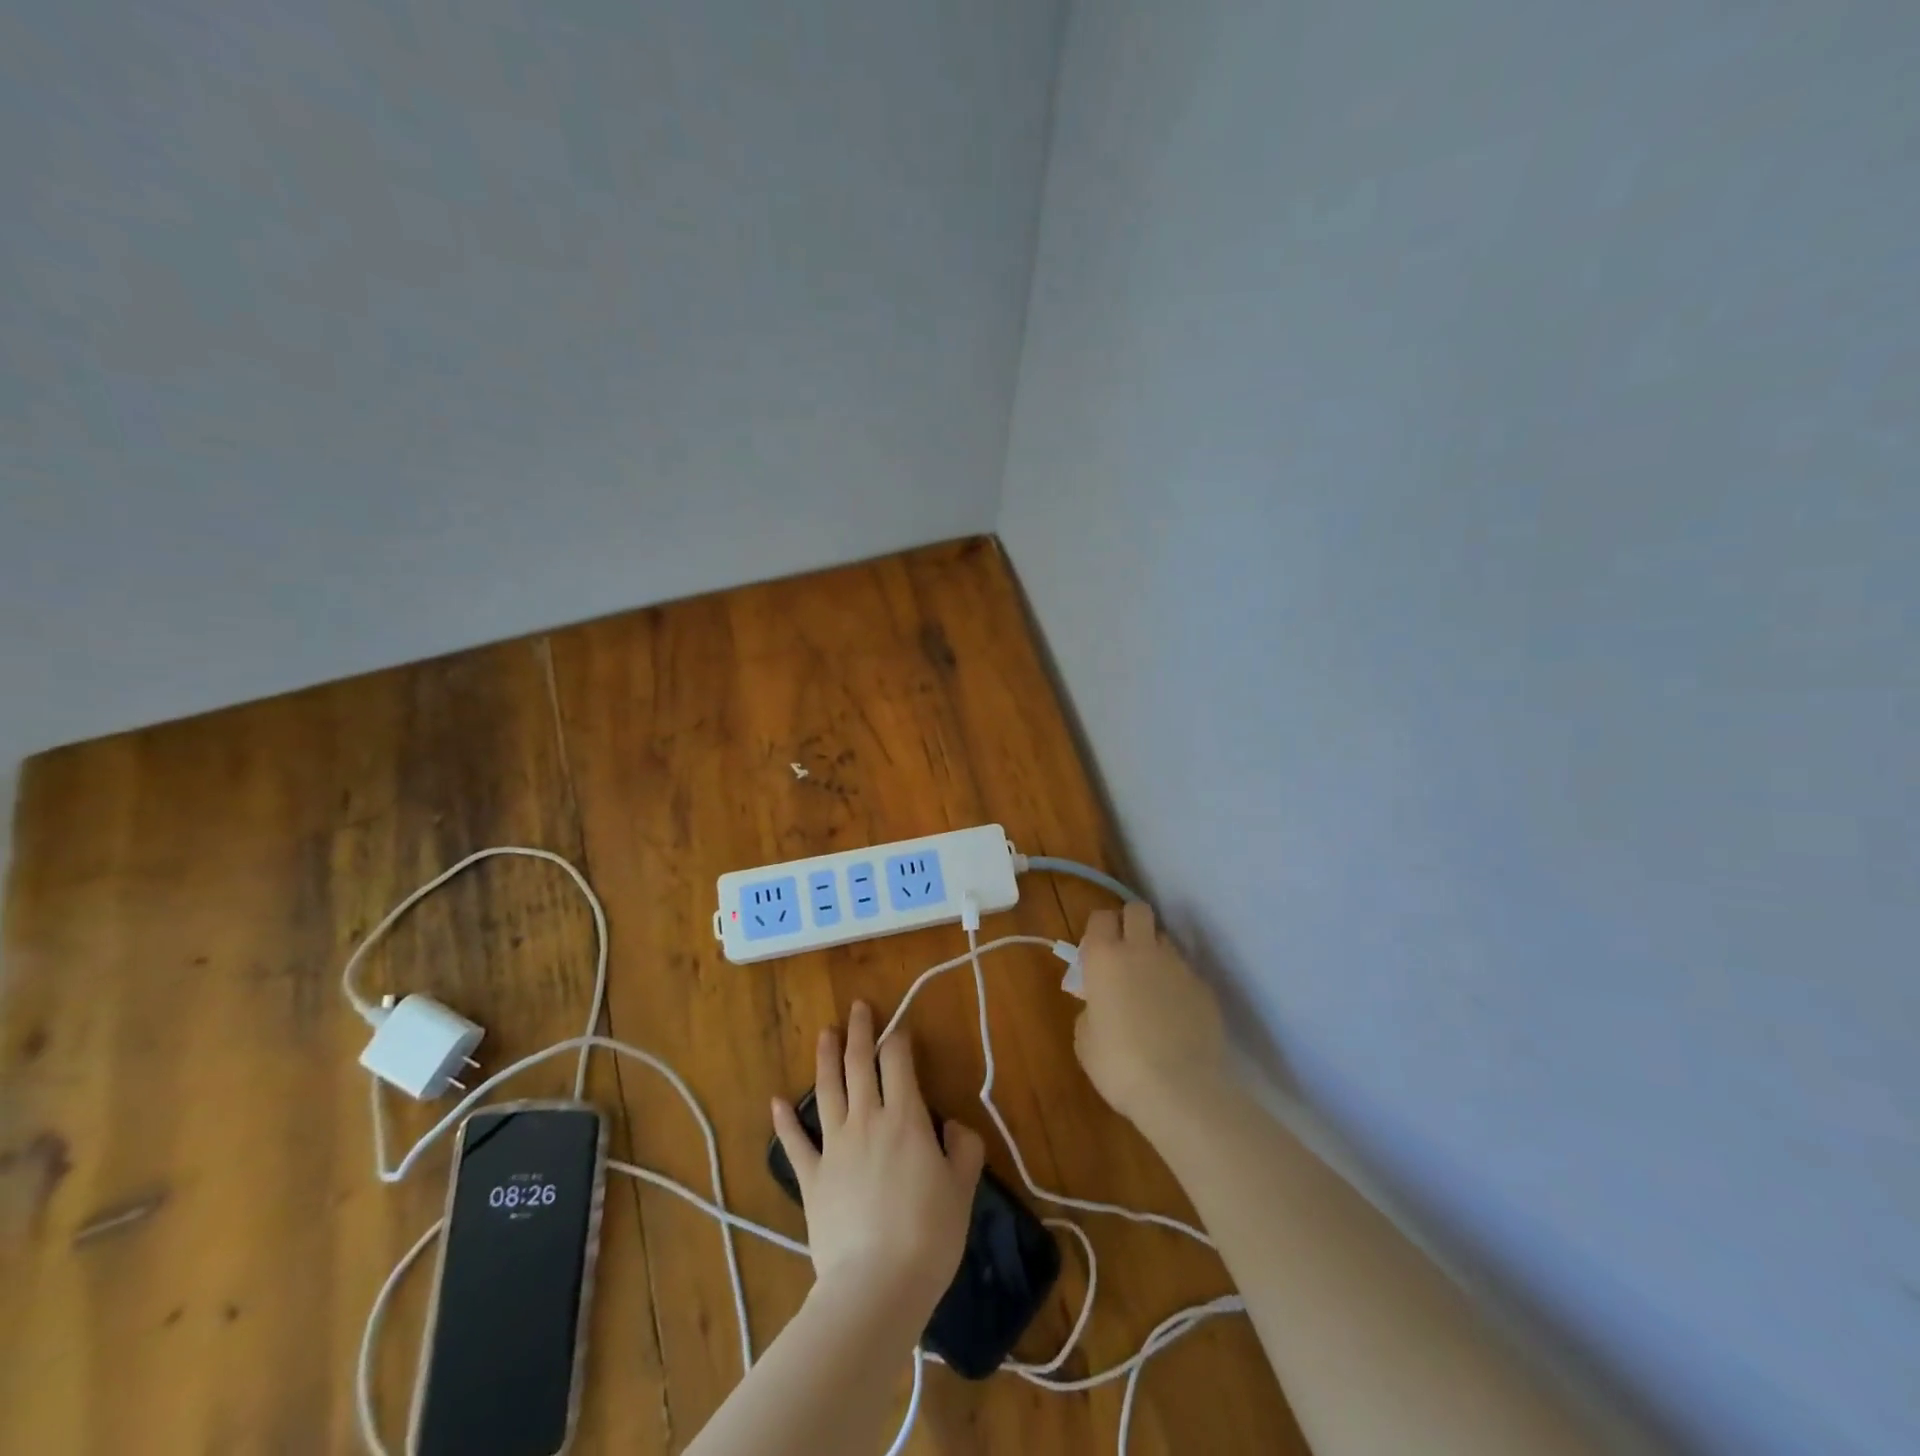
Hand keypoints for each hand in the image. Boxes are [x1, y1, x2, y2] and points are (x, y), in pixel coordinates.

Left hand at [773, 1001, 985, 1315]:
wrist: (877, 1284)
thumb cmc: (928, 1234)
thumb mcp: (962, 1188)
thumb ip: (963, 1148)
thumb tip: (950, 1124)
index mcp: (905, 1117)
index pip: (898, 1062)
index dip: (898, 1037)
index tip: (899, 1025)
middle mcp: (866, 1120)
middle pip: (860, 1064)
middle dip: (860, 1031)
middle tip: (858, 1007)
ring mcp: (834, 1147)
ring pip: (827, 1090)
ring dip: (826, 1058)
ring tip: (825, 1033)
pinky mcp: (811, 1178)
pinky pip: (795, 1144)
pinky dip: (784, 1122)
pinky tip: (776, 1101)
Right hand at [1073, 900, 1230, 1125]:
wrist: (1181, 1090)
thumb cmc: (1119, 1064)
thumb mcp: (1085, 1039)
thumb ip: (1090, 1009)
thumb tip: (1100, 1004)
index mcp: (1105, 958)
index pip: (1100, 917)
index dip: (1098, 930)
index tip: (1095, 952)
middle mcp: (1142, 951)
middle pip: (1138, 910)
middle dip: (1130, 922)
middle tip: (1124, 953)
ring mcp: (1178, 967)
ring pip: (1165, 940)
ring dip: (1156, 954)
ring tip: (1152, 987)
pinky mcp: (1205, 988)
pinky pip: (1187, 974)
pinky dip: (1179, 986)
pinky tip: (1176, 1016)